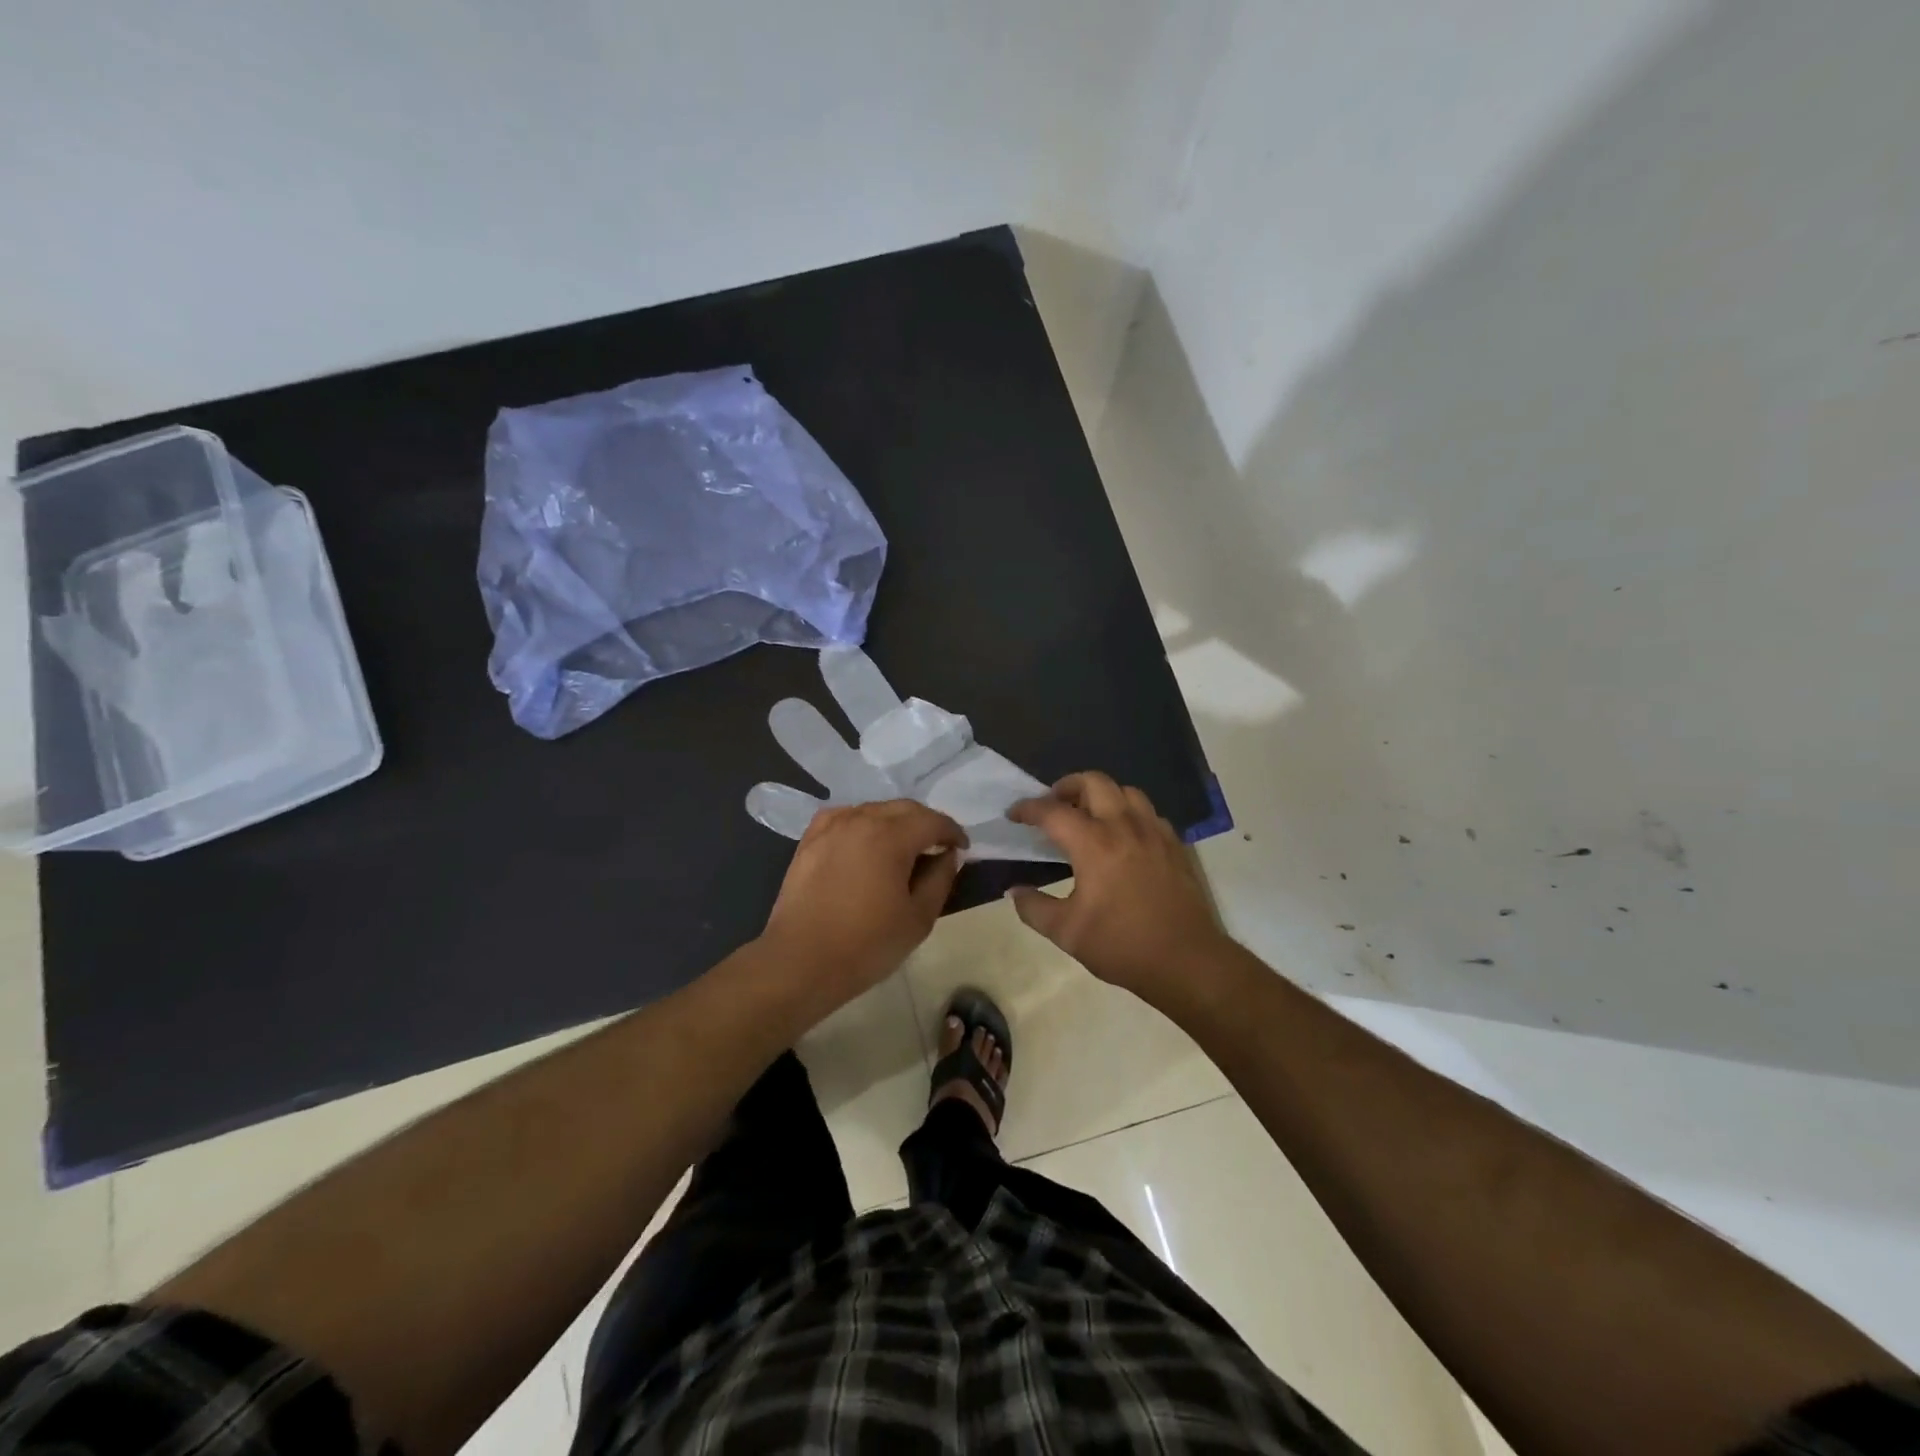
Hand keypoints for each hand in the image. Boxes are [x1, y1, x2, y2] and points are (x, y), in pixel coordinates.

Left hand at [759, 800, 966, 1009]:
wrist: (800, 962)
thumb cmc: (866, 944)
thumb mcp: (918, 918)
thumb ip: (940, 879)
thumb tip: (946, 855)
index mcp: (890, 836)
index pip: (933, 821)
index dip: (953, 832)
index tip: (962, 849)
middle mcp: (861, 819)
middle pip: (904, 808)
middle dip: (926, 823)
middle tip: (937, 847)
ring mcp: (831, 826)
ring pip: (874, 810)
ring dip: (895, 822)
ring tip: (903, 848)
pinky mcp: (810, 839)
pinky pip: (845, 818)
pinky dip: (863, 824)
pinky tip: (865, 844)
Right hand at [1007, 773, 1226, 1002]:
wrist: (1186, 960)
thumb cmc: (1122, 945)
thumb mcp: (1066, 933)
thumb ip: (1033, 908)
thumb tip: (1015, 891)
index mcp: (1094, 844)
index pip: (1053, 811)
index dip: (1028, 808)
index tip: (1014, 814)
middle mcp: (1124, 827)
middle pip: (1094, 782)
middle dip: (1067, 786)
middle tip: (1054, 805)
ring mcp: (1154, 832)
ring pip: (1126, 791)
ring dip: (1102, 795)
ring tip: (1089, 816)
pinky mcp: (1175, 845)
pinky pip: (1148, 812)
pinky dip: (1129, 813)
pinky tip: (1123, 836)